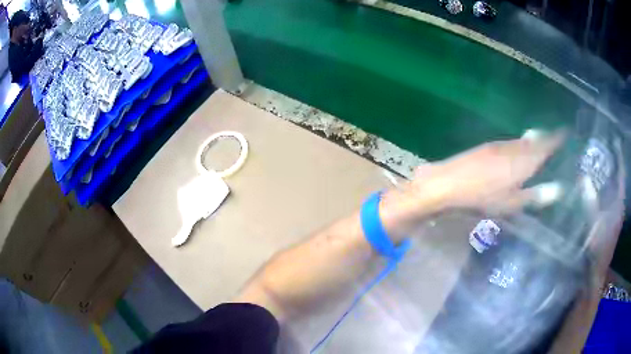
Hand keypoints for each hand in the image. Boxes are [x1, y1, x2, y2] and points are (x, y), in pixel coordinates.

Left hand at [380, 131, 563, 234]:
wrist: (448, 184)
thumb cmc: (483, 198)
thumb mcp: (513, 203)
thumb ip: (536, 195)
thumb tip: (559, 189)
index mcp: (524, 160)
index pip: (545, 145)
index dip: (556, 138)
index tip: (565, 132)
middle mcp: (513, 147)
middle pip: (533, 141)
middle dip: (544, 140)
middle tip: (554, 140)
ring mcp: (498, 145)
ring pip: (520, 142)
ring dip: (531, 142)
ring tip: (538, 144)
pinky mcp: (485, 148)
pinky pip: (508, 144)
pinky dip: (517, 146)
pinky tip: (515, 152)